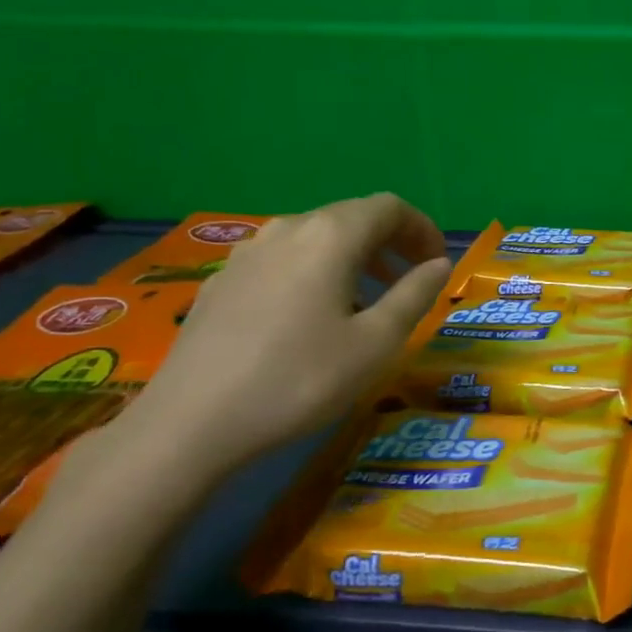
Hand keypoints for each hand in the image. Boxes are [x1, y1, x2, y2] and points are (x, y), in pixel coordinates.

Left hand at [117, 194, 451, 473]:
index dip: (422, 228)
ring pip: (314, 238)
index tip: (437, 263)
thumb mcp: (375, 343)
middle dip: (390, 242)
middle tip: (412, 280)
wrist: (192, 423)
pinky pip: (283, 261)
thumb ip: (414, 295)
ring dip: (353, 257)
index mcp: (330, 237)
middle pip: (351, 217)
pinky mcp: (221, 282)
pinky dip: (315, 272)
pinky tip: (312, 317)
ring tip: (368, 299)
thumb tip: (439, 264)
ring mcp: (247, 254)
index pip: (388, 208)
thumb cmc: (300, 379)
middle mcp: (287, 230)